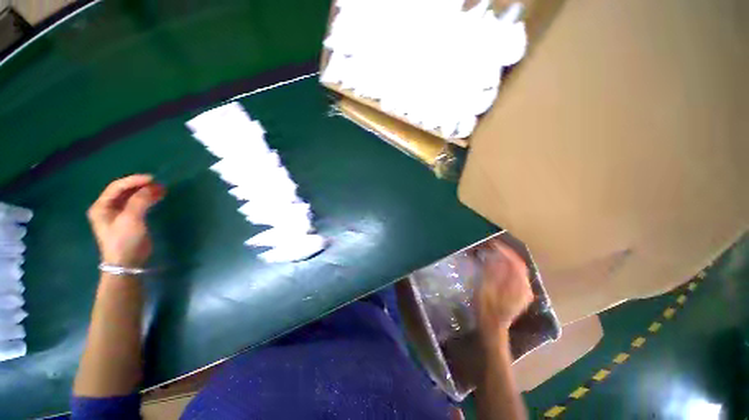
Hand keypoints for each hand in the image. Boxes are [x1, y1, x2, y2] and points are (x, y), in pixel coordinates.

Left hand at [87, 175, 163, 266]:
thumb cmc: (124, 240)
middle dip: (141, 186)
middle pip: (124, 191)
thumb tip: (153, 187)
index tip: (152, 179)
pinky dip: (147, 200)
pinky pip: (137, 205)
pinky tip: (157, 198)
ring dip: (145, 192)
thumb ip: (140, 201)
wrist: (127, 263)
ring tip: (161, 190)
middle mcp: (107, 208)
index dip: (134, 180)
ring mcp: (117, 215)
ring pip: (131, 197)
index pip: (116, 187)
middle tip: (159, 184)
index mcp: (101, 206)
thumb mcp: (131, 219)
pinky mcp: (129, 220)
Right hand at [475, 240, 533, 342]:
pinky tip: (501, 266)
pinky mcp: (522, 295)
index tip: (494, 243)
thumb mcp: (485, 287)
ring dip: (508, 260)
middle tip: (494, 247)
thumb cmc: (486, 307)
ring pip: (519, 270)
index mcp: (518, 286)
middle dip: (507, 254)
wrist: (493, 326)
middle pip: (519, 265)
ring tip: (496, 253)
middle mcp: (526, 287)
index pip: (515, 262)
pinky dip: (510, 268)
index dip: (505, 251)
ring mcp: (525, 292)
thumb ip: (492, 271)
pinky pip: (519, 276)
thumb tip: (496, 256)